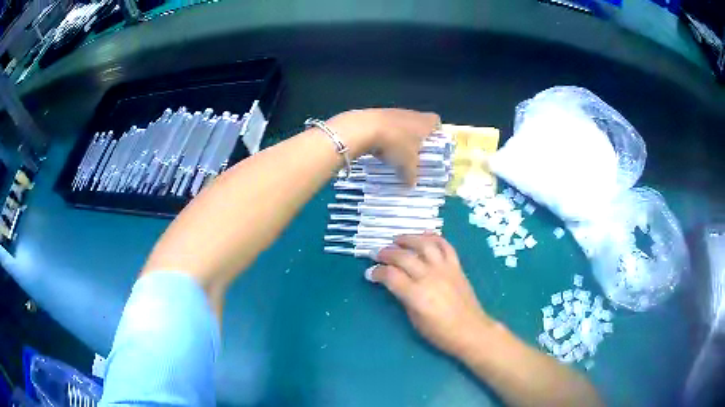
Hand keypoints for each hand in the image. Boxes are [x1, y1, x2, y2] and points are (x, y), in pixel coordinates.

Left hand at [326, 109, 440, 184]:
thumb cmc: (395, 143)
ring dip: (399, 136)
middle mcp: (410, 114)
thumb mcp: (407, 164)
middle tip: (414, 153)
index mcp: (424, 122)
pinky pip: (385, 126)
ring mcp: (392, 112)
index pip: (436, 121)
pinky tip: (379, 148)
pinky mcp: (376, 113)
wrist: (364, 128)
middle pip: (417, 123)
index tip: (433, 144)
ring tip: (395, 152)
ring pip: (400, 124)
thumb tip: (411, 184)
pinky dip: (384, 135)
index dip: (436, 132)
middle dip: (416, 137)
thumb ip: (412, 174)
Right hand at [367, 233, 495, 357]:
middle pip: (403, 257)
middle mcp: (429, 277)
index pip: (390, 276)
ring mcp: (445, 269)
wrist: (471, 330)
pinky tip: (424, 236)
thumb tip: (394, 284)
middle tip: (377, 254)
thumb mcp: (415, 320)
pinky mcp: (456, 267)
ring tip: (397, 239)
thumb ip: (404, 298)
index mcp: (416, 295)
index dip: (377, 272)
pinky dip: (434, 237)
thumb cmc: (440, 333)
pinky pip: (445, 246)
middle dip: (386, 253)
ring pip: (424, 245)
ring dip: (408, 239)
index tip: (370, 273)